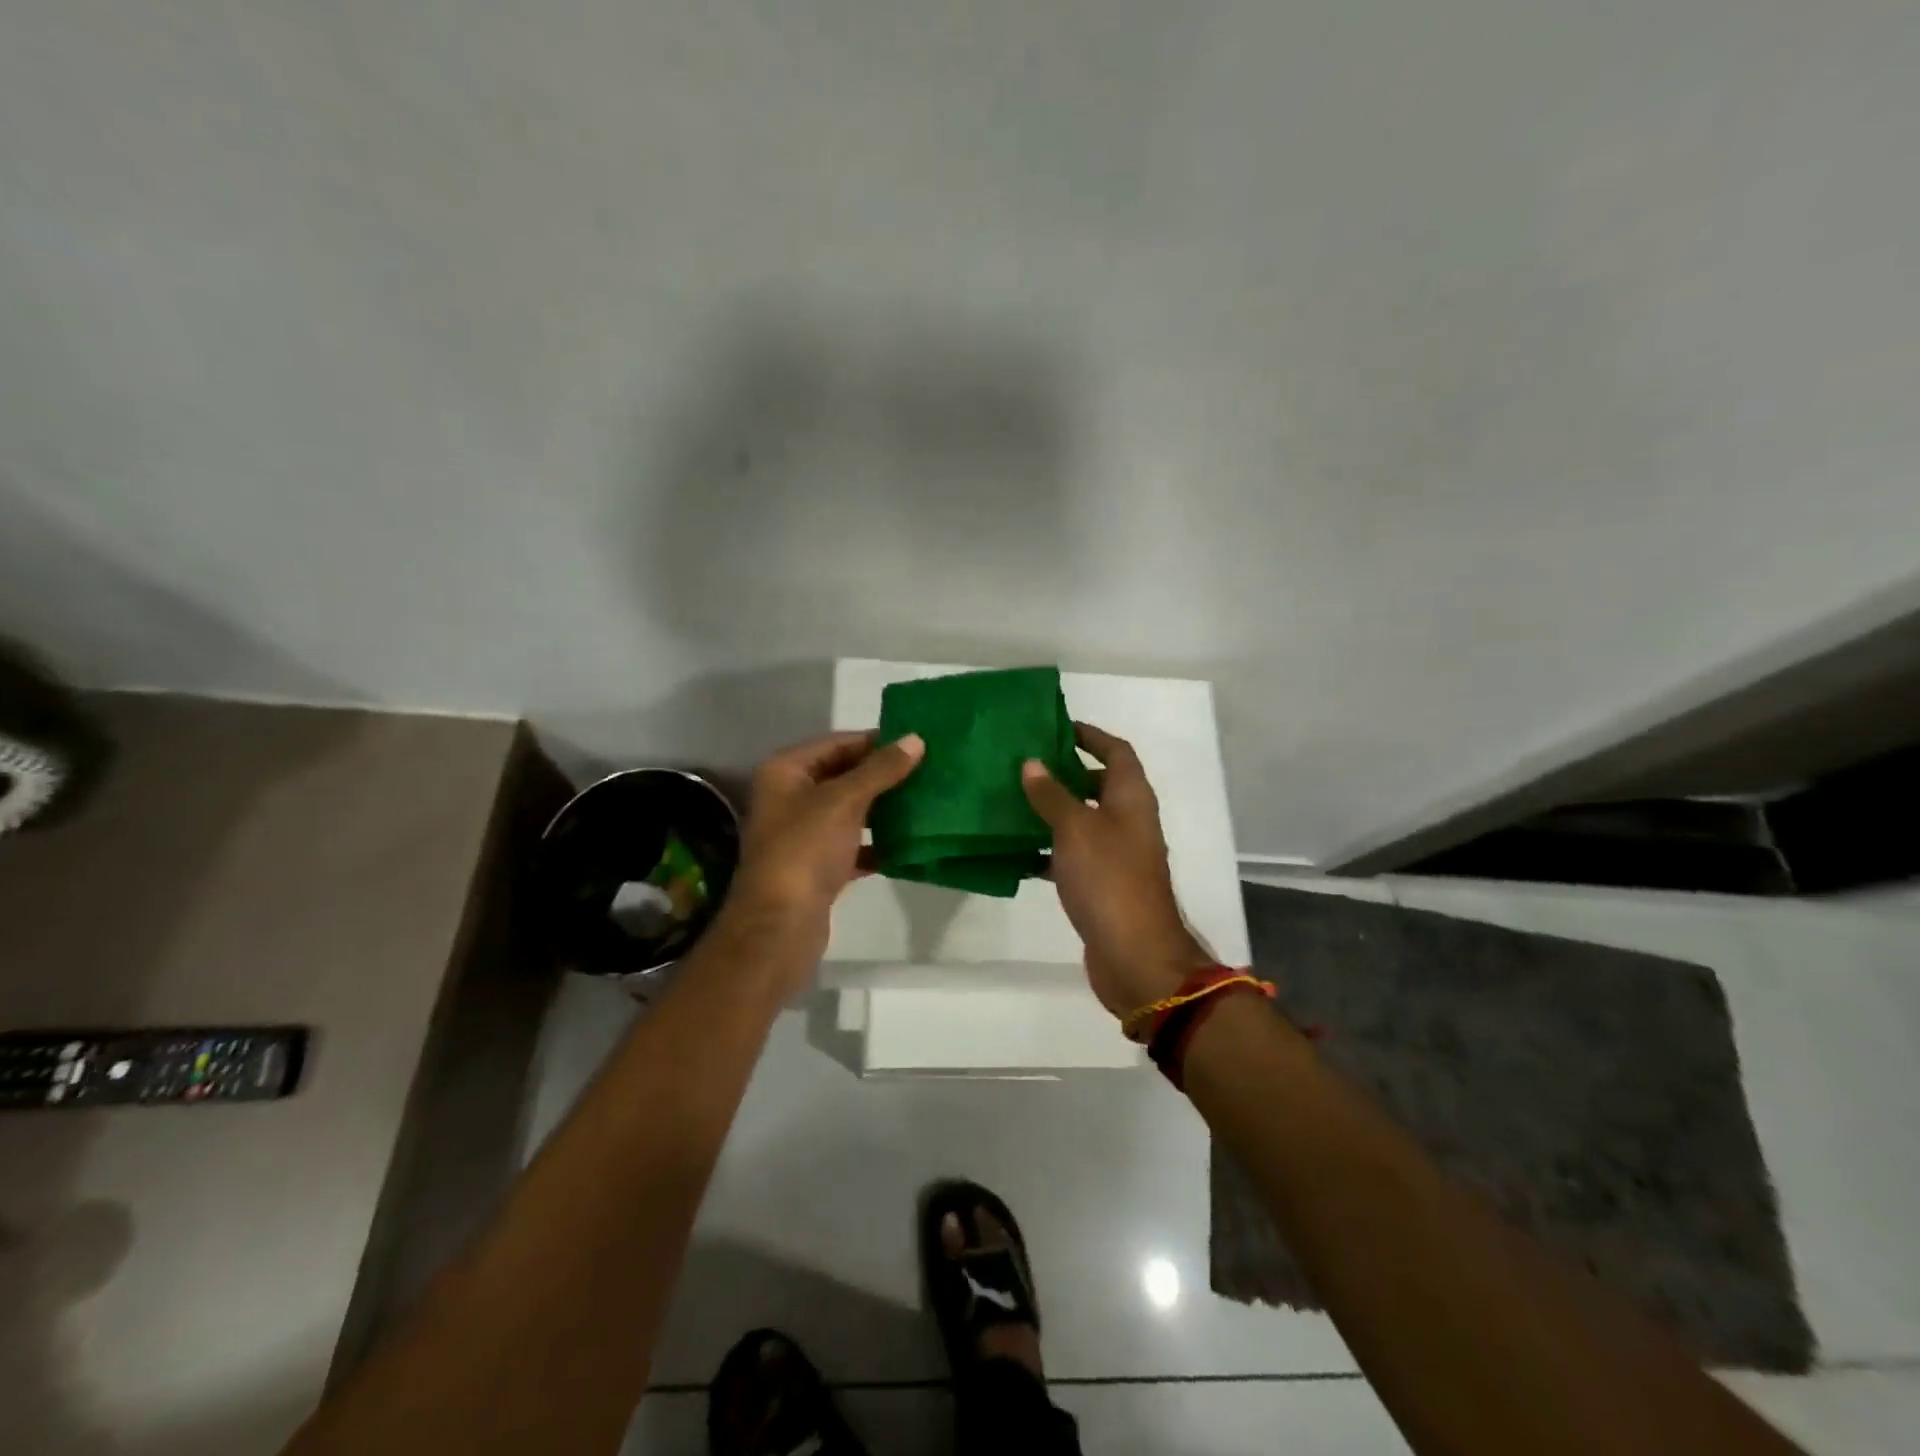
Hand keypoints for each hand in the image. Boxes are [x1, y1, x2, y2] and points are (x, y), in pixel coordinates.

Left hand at [728, 731, 924, 951]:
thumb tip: (915, 740)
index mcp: (786, 771)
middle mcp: (789, 797)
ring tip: (923, 802)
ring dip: (881, 809)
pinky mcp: (816, 866)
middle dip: (882, 775)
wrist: (781, 924)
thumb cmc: (806, 849)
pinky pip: (851, 845)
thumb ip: (881, 769)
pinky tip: (906, 844)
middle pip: (843, 775)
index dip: (875, 742)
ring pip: (849, 811)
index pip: (837, 743)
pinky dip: (875, 844)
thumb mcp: (845, 800)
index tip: (916, 743)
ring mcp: (802, 834)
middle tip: (927, 771)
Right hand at [1021, 722, 1210, 1019]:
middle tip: (1024, 763)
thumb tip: (1032, 763)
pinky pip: (1072, 855)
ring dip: (1052, 810)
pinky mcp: (1101, 884)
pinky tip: (1017, 851)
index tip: (1056, 727)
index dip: (1090, 735)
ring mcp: (1117, 855)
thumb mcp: (1076, 828)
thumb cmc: (1109, 879)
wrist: (1134, 954)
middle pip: (1098, 784)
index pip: (1116, 752)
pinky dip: (1049, 850)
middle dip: (1065, 772)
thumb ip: (1052, 795)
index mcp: (1131, 798)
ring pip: (1082, 821)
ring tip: (1011, 800)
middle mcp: (1128, 821)